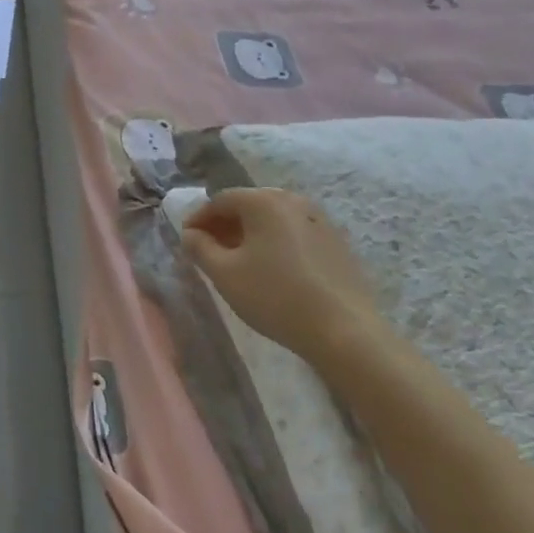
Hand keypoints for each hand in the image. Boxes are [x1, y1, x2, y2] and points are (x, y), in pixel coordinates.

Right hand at [181, 188, 385, 363]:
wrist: (346, 332)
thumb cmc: (276, 297)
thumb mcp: (225, 274)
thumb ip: (199, 247)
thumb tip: (191, 234)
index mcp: (264, 201)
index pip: (219, 200)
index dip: (198, 219)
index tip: (187, 242)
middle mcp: (293, 200)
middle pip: (248, 205)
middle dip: (224, 226)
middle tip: (209, 252)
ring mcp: (319, 220)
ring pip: (272, 220)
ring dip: (250, 235)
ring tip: (239, 263)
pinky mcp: (336, 242)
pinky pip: (294, 233)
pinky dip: (275, 243)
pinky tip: (272, 271)